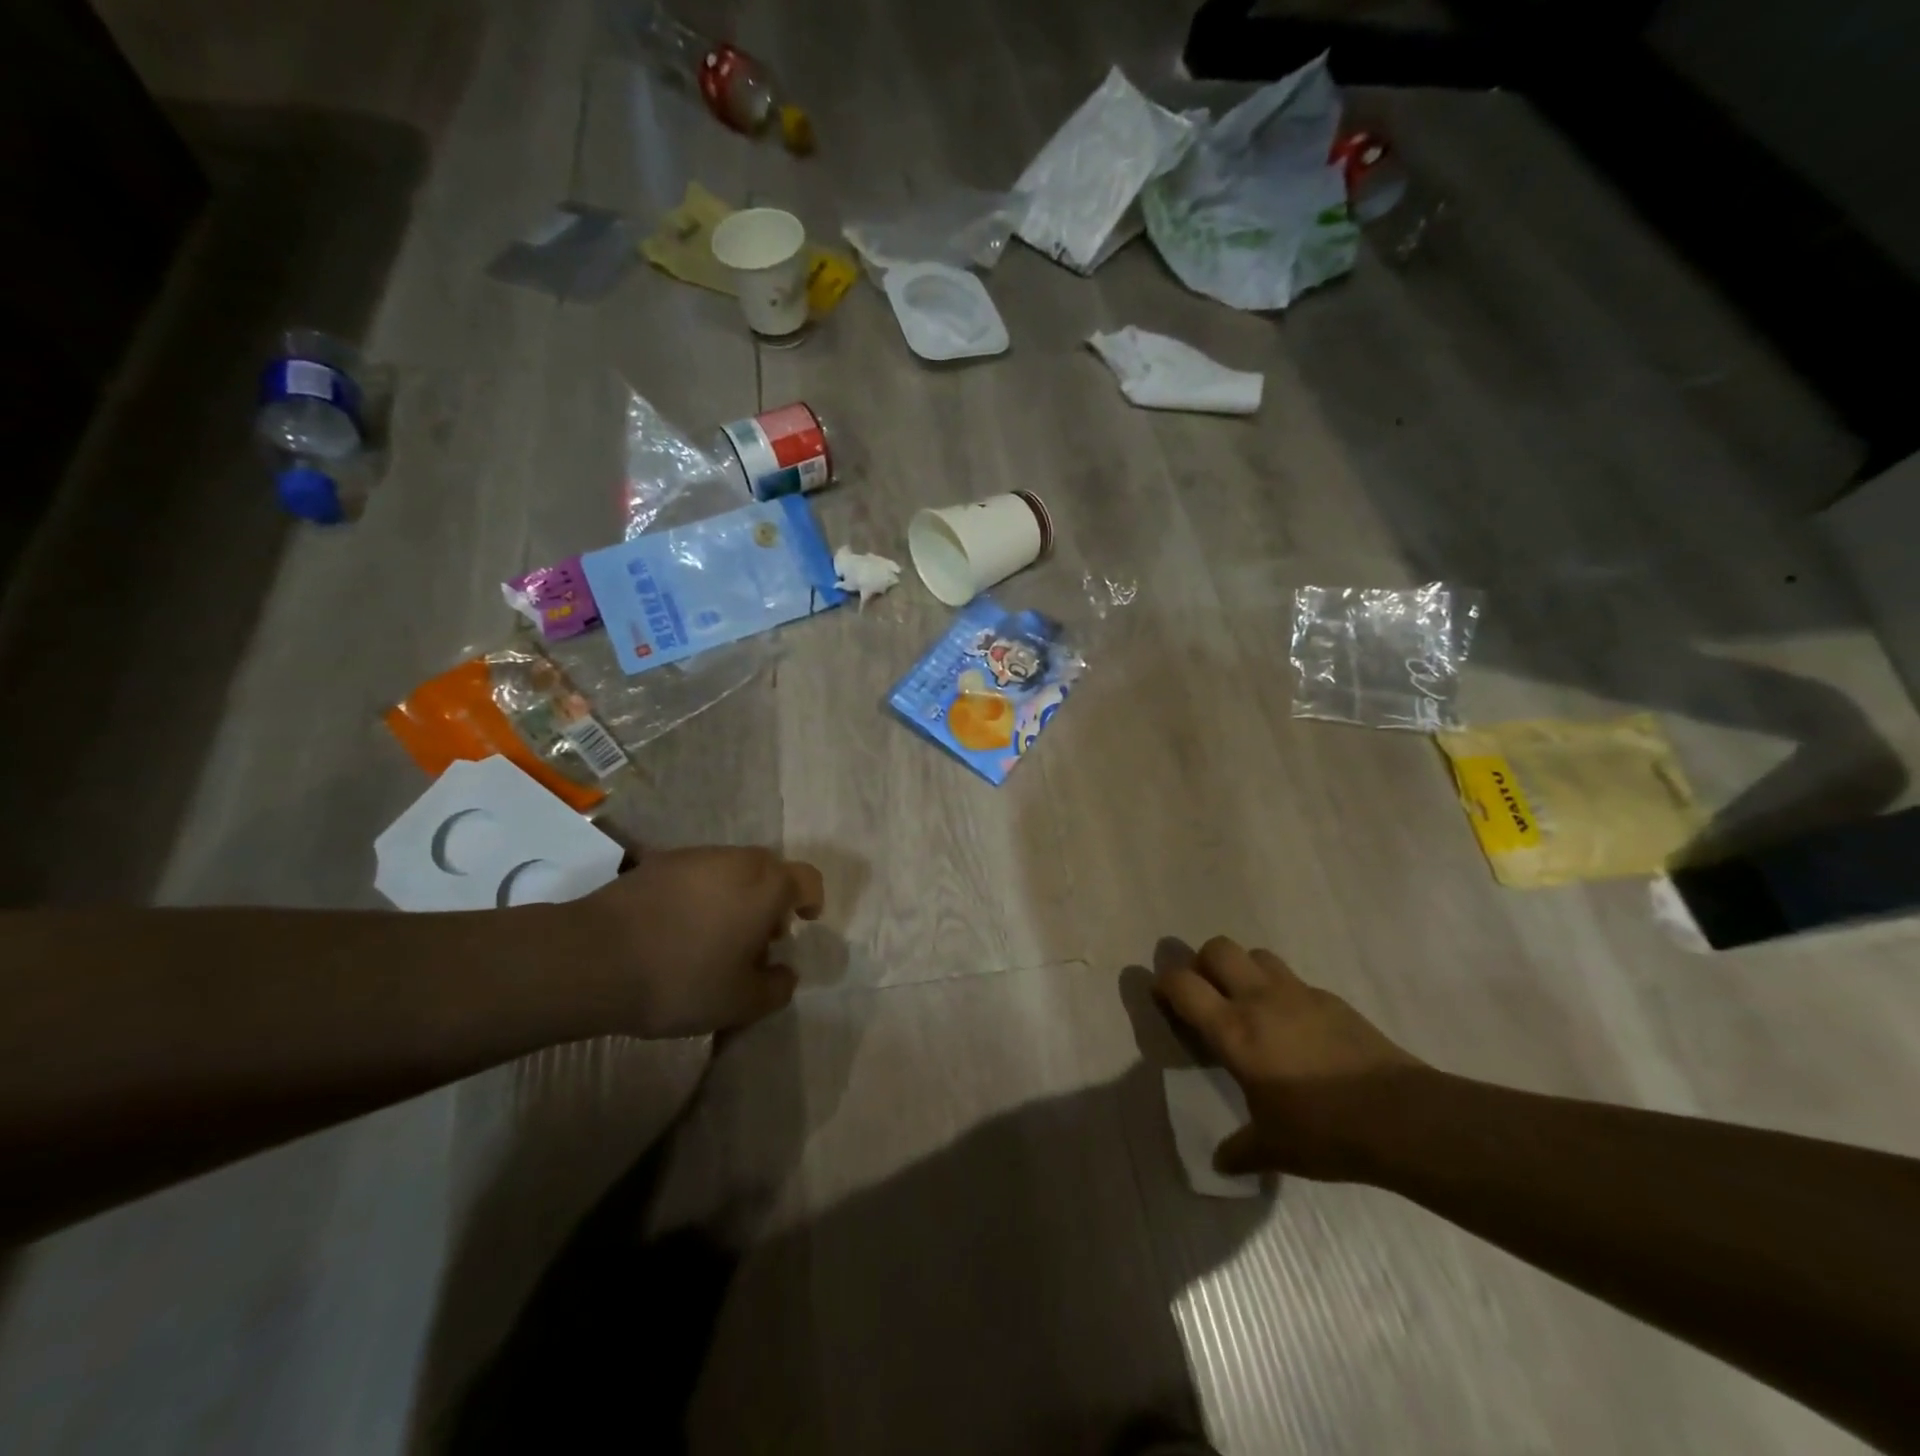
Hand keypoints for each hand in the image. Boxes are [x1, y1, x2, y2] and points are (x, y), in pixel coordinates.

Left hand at [574, 847, 823, 1038]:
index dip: (812, 900)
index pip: (808, 880)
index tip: (804, 921)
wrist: (595, 958)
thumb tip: (786, 973)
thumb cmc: (682, 979)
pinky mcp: (657, 861)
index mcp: (768, 886)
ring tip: (715, 934)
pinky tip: (678, 927)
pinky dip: (699, 894)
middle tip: (758, 937)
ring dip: (734, 895)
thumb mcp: (740, 1003)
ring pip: (731, 870)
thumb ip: (776, 988)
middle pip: (769, 871)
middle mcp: (738, 860)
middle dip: (772, 900)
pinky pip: (695, 873)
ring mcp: (695, 856)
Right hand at [1152, 936, 1425, 1180]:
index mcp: (1233, 1030)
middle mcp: (1259, 999)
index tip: (1163, 997)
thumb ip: (1241, 1149)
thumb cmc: (1324, 1130)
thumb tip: (1220, 1163)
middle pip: (1217, 948)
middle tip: (1207, 994)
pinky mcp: (1331, 998)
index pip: (1183, 985)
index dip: (1164, 983)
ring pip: (1257, 954)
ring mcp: (1298, 993)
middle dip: (1203, 963)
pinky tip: (1296, 1026)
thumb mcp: (1275, 1148)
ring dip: (1244, 969)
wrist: (1402, 1117)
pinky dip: (1283, 991)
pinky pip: (1294, 980)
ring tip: (1250, 1003)